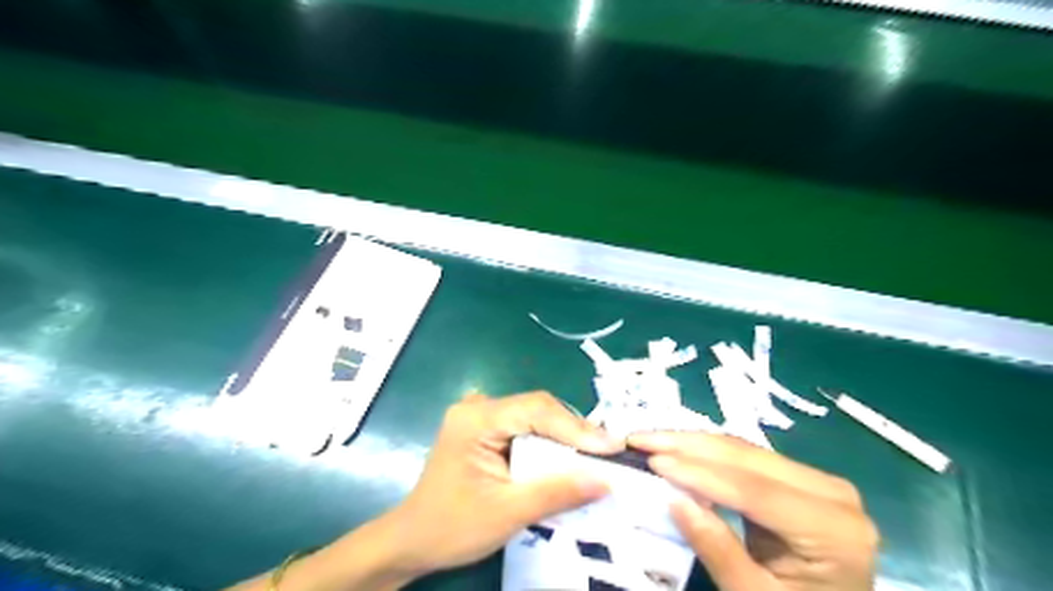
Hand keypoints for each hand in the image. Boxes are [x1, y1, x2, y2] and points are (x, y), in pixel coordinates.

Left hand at [383, 390, 618, 579]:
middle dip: (574, 432)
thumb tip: (605, 480)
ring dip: (564, 437)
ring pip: (534, 416)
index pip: (536, 410)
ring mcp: (479, 415)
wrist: (413, 540)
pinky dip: (548, 441)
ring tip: (595, 455)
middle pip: (537, 409)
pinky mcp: (485, 428)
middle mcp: (478, 407)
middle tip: (608, 452)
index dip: (576, 427)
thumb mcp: (508, 512)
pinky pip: (525, 427)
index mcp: (476, 419)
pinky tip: (566, 456)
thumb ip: (556, 492)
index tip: (611, 447)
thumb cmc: (452, 527)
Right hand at [629, 432, 877, 590]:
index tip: (652, 459)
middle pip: (747, 459)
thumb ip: (717, 549)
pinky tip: (677, 448)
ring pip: (743, 450)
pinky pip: (746, 459)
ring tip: (649, 438)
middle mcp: (832, 493)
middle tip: (639, 438)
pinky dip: (707, 453)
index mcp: (835, 529)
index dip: (699, 472)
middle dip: (687, 445)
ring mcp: (817, 480)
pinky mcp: (799, 478)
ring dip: (692, 443)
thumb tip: (672, 498)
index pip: (754, 490)